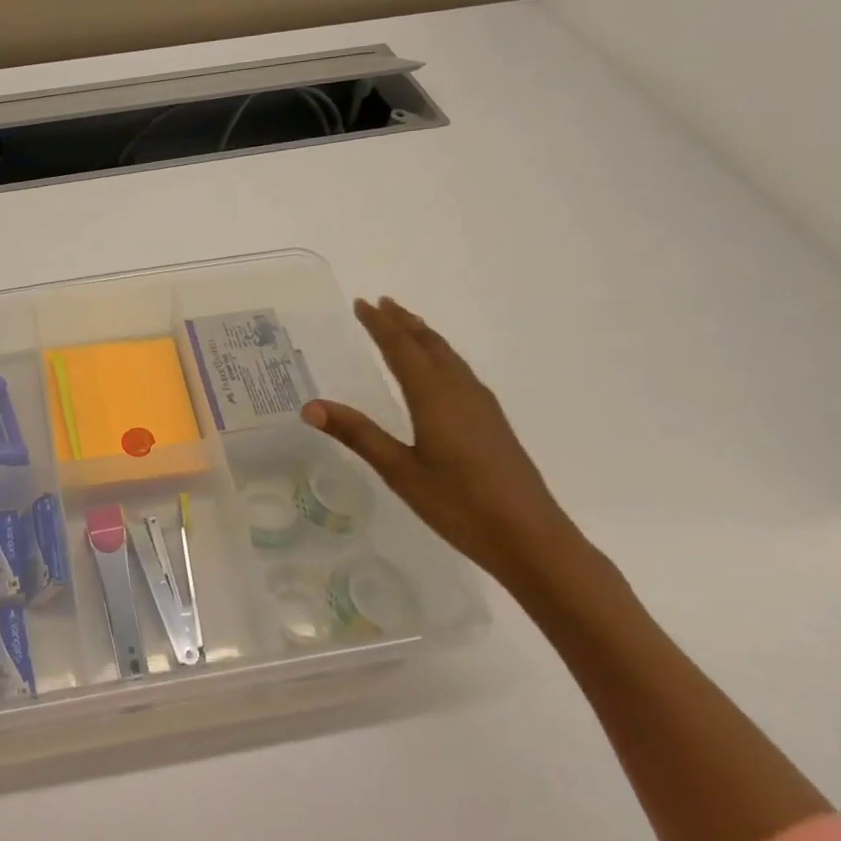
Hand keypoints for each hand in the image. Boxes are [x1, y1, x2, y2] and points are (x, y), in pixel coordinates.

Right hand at [302, 298, 581, 588]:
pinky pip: (461, 371)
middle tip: (380, 303)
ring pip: (449, 356)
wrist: (531, 537)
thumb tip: (310, 406)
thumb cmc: (459, 505)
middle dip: (403, 321)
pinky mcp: (493, 422)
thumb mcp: (399, 471)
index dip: (379, 325)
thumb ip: (357, 434)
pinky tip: (440, 371)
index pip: (401, 348)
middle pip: (429, 344)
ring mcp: (481, 405)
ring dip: (424, 336)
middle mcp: (459, 390)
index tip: (361, 303)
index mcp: (433, 396)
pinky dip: (441, 355)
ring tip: (406, 325)